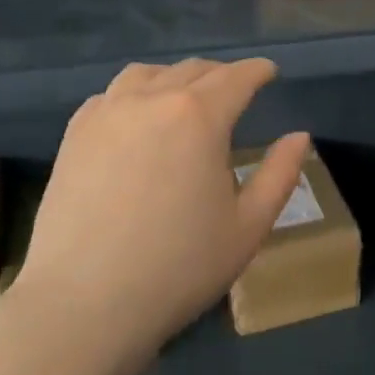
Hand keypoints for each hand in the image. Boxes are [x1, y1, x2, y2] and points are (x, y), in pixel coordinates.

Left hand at [11, 58, 310, 361]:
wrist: (83, 304)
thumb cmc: (179, 267)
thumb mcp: (248, 226)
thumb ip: (279, 174)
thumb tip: (299, 136)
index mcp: (200, 117)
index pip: (236, 77)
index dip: (258, 71)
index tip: (269, 72)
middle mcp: (152, 100)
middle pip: (193, 70)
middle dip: (221, 75)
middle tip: (236, 90)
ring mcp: (106, 114)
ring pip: (148, 74)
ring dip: (175, 78)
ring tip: (185, 99)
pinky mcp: (74, 136)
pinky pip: (111, 96)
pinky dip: (135, 95)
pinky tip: (138, 119)